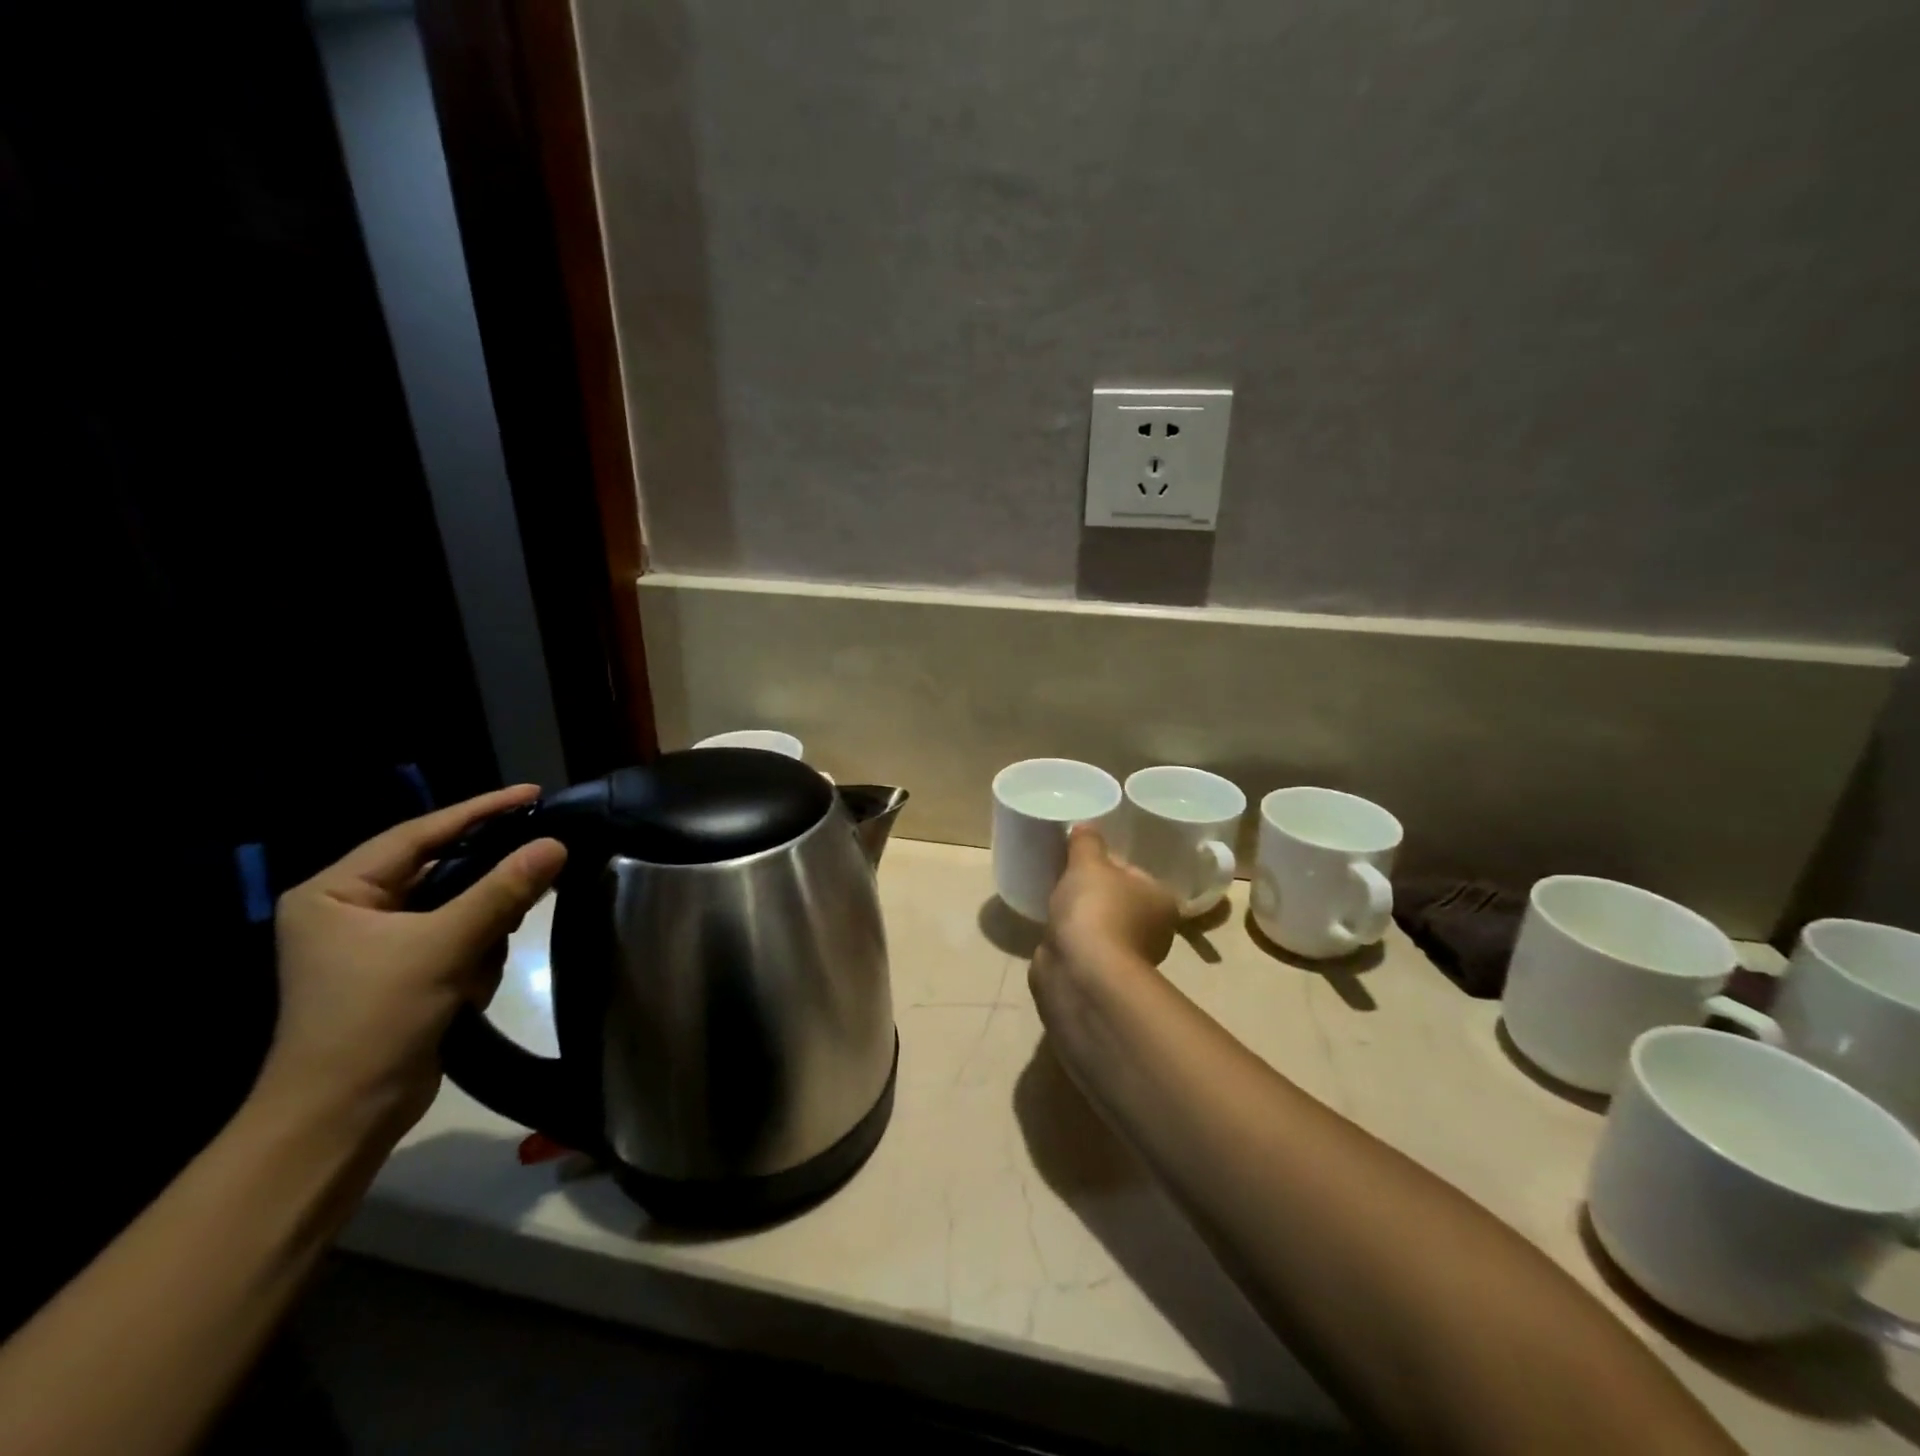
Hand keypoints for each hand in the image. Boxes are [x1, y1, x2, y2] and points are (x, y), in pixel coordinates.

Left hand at [260, 786, 567, 1143]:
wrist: (341, 1120)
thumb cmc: (374, 1021)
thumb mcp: (444, 947)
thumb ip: (502, 891)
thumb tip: (556, 843)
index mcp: (336, 892)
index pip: (420, 834)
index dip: (480, 810)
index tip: (533, 793)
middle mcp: (352, 910)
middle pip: (441, 870)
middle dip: (486, 884)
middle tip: (538, 869)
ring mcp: (377, 943)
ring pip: (457, 907)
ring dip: (481, 932)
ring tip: (479, 964)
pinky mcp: (402, 972)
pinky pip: (456, 939)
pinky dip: (474, 957)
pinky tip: (469, 989)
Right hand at [1036, 826, 1177, 981]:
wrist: (1080, 972)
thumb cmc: (1096, 909)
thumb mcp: (1088, 862)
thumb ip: (1087, 841)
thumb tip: (1086, 827)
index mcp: (1162, 900)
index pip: (1134, 873)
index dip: (1108, 863)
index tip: (1082, 858)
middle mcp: (1153, 930)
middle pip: (1118, 899)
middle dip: (1094, 891)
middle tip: (1064, 875)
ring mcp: (1126, 957)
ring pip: (1100, 925)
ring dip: (1081, 917)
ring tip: (1053, 900)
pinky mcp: (1099, 975)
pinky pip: (1083, 946)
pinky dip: (1070, 938)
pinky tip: (1052, 928)